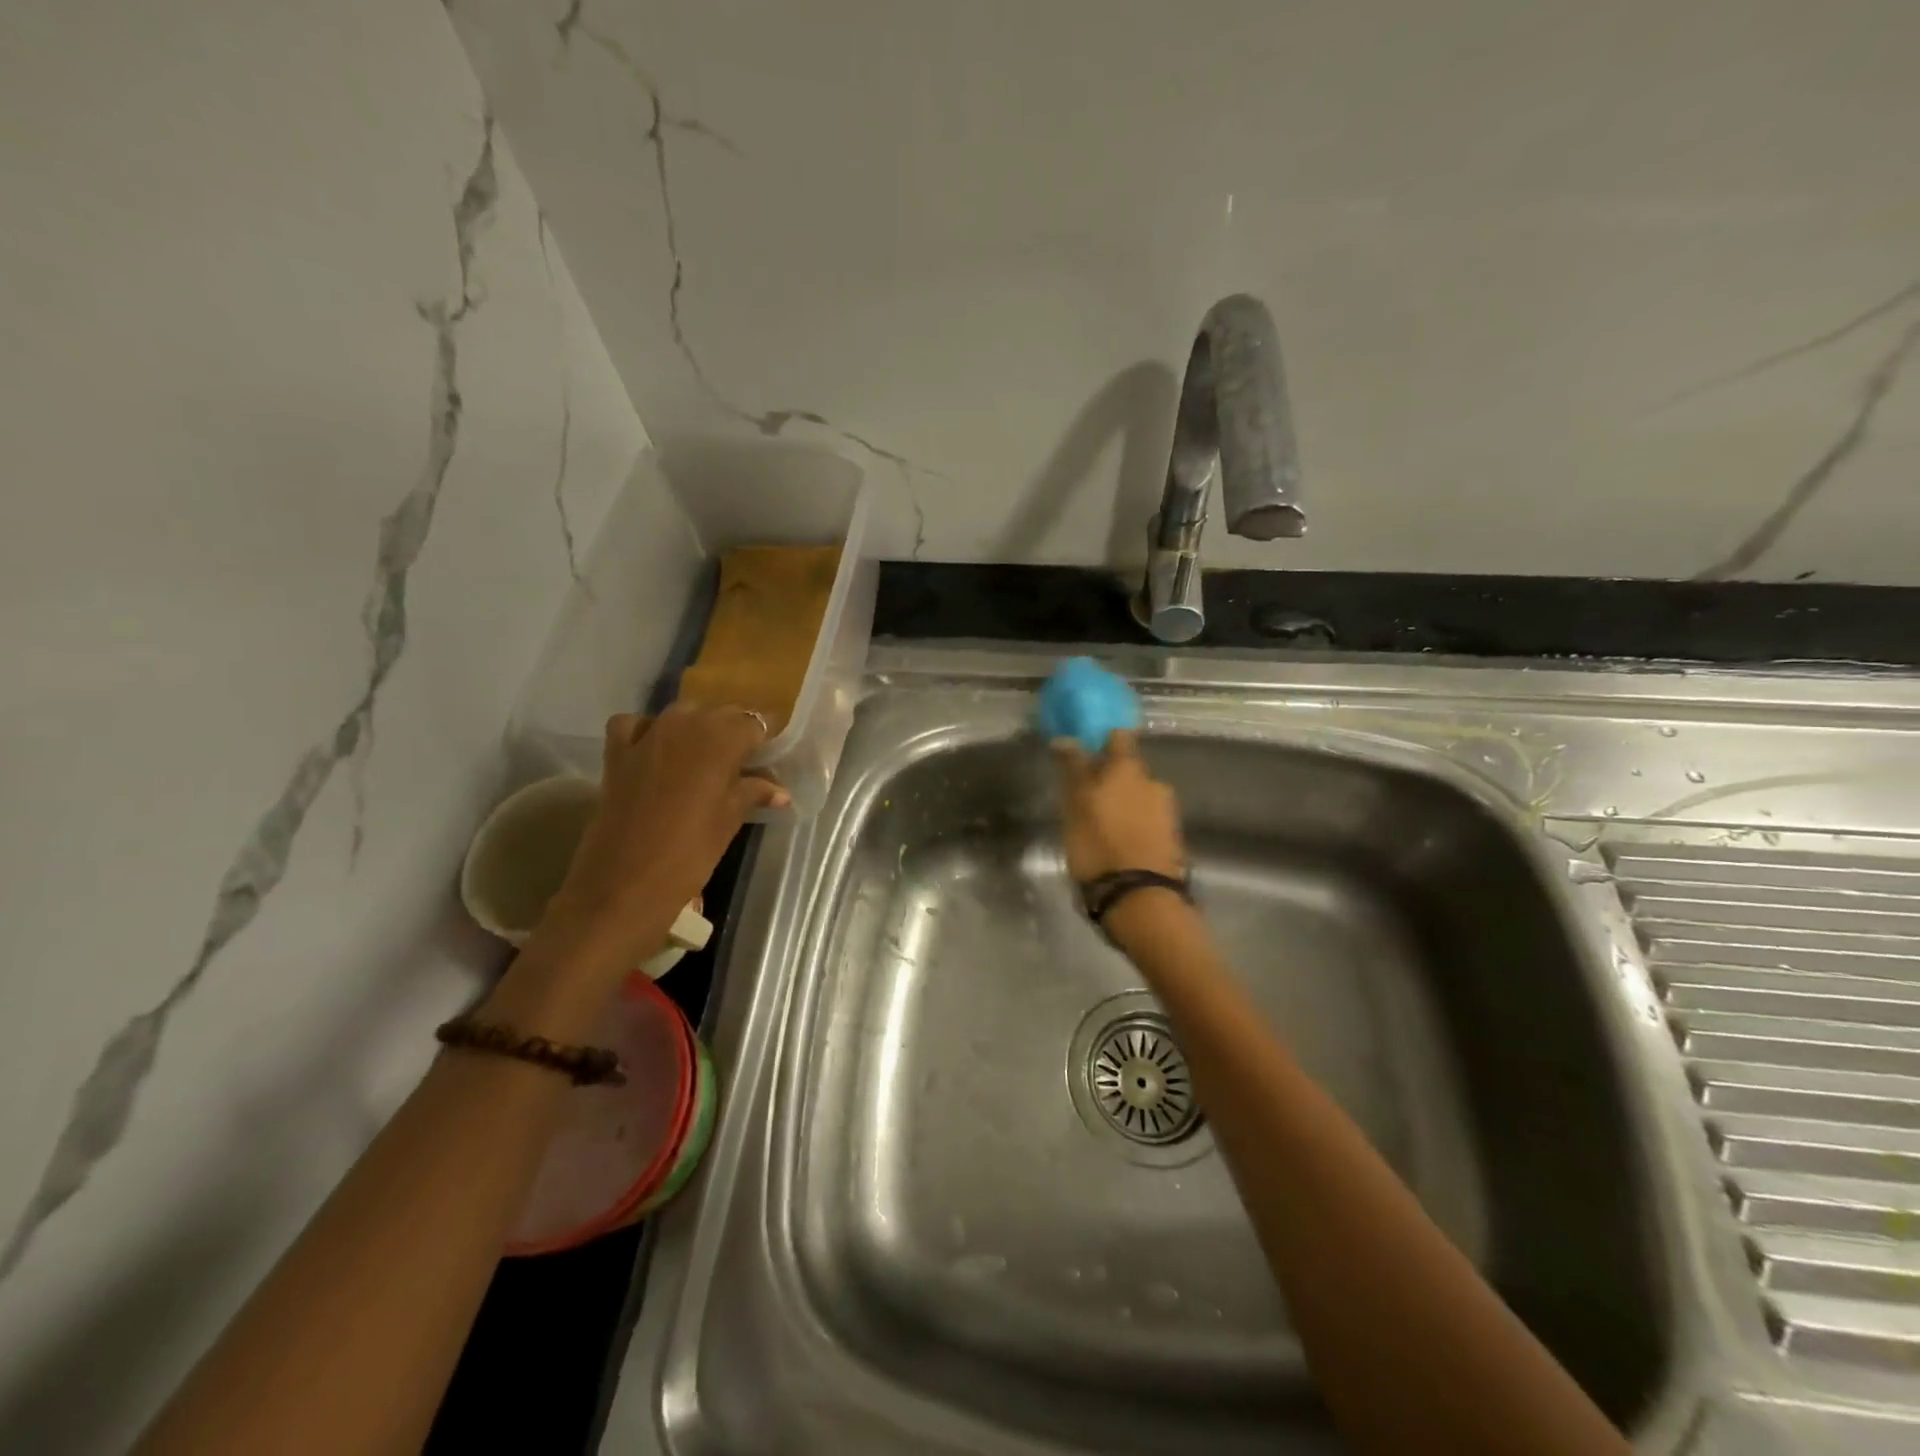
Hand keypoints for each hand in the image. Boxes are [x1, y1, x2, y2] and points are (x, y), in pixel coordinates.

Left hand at [542, 705, 787, 965]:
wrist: (620, 887)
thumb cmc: (689, 856)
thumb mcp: (729, 822)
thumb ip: (753, 794)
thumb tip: (780, 791)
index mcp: (720, 741)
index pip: (754, 723)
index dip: (765, 738)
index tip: (772, 754)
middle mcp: (684, 726)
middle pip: (719, 713)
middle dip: (735, 731)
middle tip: (746, 761)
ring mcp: (647, 737)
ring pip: (681, 714)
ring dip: (697, 728)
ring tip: (708, 757)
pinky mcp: (617, 754)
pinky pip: (636, 725)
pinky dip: (649, 731)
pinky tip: (657, 751)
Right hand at [1053, 731, 1184, 882]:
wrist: (1139, 899)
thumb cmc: (1098, 845)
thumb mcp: (1075, 806)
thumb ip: (1073, 770)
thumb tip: (1066, 738)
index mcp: (1129, 768)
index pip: (1117, 737)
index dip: (1101, 740)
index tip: (1084, 751)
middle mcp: (1153, 782)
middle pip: (1129, 769)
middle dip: (1110, 778)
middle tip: (1086, 797)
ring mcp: (1167, 812)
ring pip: (1139, 796)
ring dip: (1122, 804)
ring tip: (1100, 826)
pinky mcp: (1172, 839)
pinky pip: (1147, 821)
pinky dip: (1133, 825)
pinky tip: (1117, 842)